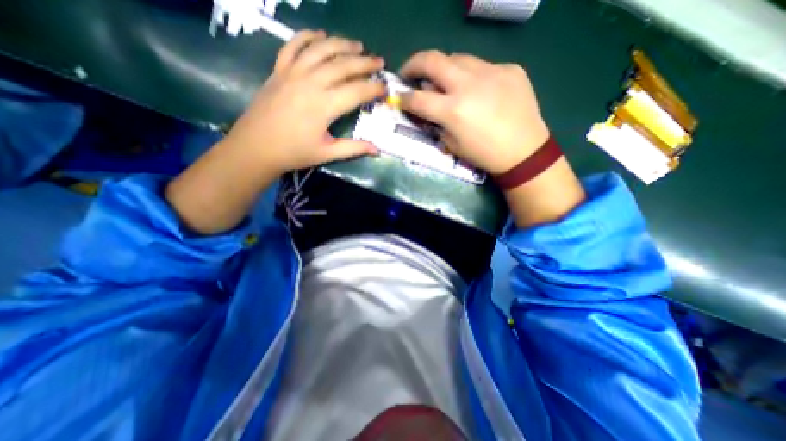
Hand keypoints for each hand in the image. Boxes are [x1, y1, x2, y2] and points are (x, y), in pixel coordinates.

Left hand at [168, 31, 385, 234]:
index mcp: (325, 106)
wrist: (256, 146)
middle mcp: (311, 83)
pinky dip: (307, 36)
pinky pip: (293, 45)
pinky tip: (320, 35)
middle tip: (379, 62)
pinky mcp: (279, 70)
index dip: (374, 88)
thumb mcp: (327, 154)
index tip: (385, 88)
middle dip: (365, 63)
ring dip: (342, 44)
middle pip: (343, 65)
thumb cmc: (294, 152)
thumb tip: (377, 150)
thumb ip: (353, 148)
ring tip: (358, 46)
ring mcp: (293, 73)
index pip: (357, 91)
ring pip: (322, 50)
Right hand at [401, 51, 548, 173]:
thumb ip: (436, 123)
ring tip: (444, 81)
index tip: (400, 98)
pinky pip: (482, 66)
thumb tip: (427, 107)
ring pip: (457, 58)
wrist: (524, 151)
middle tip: (409, 73)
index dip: (404, 98)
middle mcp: (468, 85)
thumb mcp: (452, 145)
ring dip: (443, 68)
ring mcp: (491, 72)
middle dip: (413, 64)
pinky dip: (471, 76)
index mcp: (453, 111)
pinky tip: (477, 89)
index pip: (417, 98)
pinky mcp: (509, 69)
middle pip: (431, 60)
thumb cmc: (484, 155)